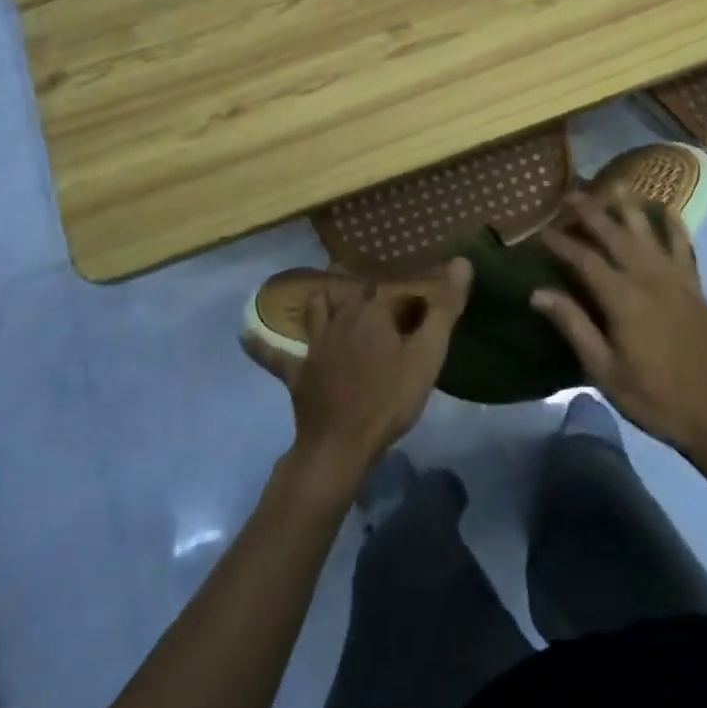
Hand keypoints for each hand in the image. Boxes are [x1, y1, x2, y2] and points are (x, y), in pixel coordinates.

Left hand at [245, 261, 471, 488]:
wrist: (340, 446)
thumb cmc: (389, 399)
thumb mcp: (427, 355)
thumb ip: (444, 308)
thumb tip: (462, 261)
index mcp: (373, 312)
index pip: (395, 291)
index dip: (411, 297)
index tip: (424, 307)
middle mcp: (341, 318)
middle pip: (356, 294)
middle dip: (371, 291)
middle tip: (385, 296)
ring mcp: (315, 345)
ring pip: (317, 309)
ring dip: (325, 299)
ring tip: (332, 293)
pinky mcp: (297, 371)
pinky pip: (274, 354)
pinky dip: (262, 344)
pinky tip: (245, 334)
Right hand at [535, 193, 706, 461]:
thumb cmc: (653, 397)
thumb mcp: (604, 370)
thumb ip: (573, 326)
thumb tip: (537, 292)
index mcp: (623, 299)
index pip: (584, 259)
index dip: (560, 242)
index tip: (540, 230)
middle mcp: (649, 278)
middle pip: (615, 234)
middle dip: (591, 212)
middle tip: (571, 195)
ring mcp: (677, 279)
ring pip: (650, 231)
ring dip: (631, 206)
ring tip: (617, 185)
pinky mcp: (695, 287)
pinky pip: (684, 245)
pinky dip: (673, 224)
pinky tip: (666, 210)